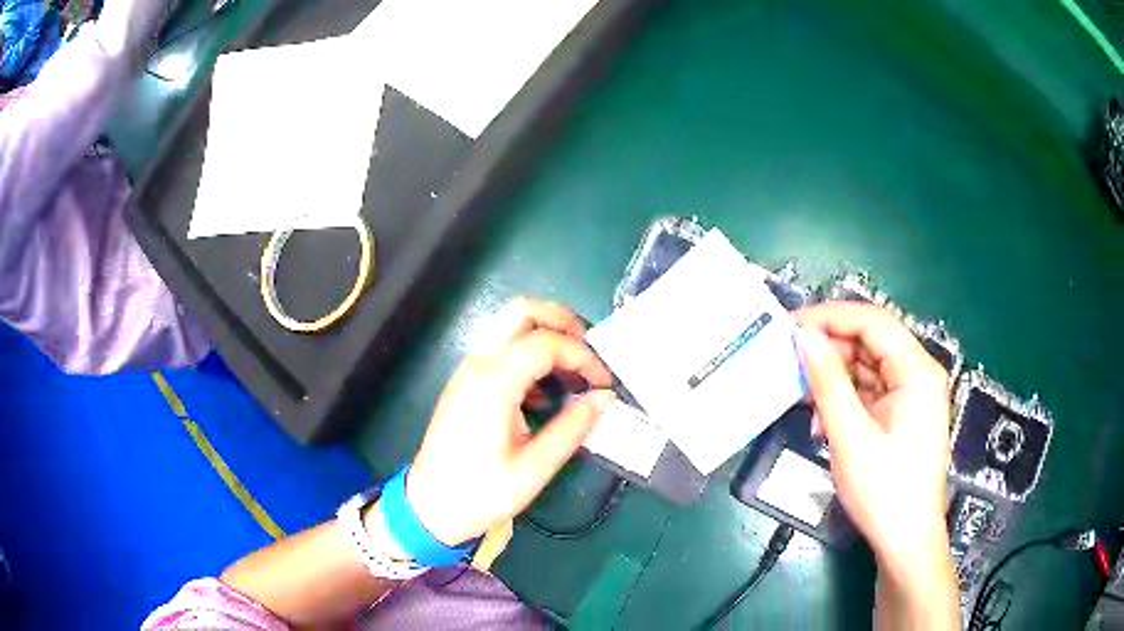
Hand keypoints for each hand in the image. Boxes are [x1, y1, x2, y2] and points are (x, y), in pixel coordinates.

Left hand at [405, 297, 614, 546]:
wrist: (429, 507)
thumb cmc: (481, 492)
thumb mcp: (534, 468)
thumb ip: (572, 428)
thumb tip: (604, 398)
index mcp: (494, 382)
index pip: (547, 342)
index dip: (583, 356)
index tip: (604, 385)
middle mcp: (479, 364)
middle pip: (522, 311)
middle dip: (563, 322)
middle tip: (590, 354)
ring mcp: (469, 371)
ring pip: (511, 328)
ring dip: (547, 339)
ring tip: (575, 378)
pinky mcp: (467, 383)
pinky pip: (502, 352)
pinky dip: (530, 358)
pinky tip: (545, 398)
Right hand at [795, 302, 951, 573]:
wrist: (906, 540)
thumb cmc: (883, 490)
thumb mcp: (850, 436)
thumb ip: (828, 382)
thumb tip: (805, 336)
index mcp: (917, 371)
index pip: (873, 322)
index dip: (831, 317)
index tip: (792, 326)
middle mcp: (919, 375)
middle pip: (871, 344)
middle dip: (831, 353)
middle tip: (792, 365)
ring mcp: (912, 396)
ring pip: (868, 369)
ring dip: (835, 383)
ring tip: (805, 403)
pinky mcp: (903, 415)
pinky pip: (871, 394)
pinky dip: (846, 402)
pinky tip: (823, 423)